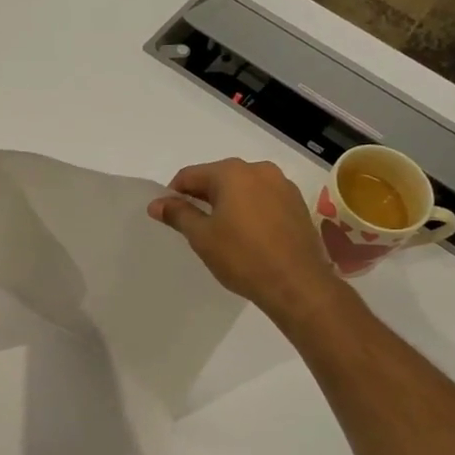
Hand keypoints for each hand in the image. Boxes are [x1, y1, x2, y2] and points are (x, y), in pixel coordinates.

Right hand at [148, 158, 356, 324]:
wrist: (298, 285)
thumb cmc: (243, 257)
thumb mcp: (202, 236)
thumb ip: (178, 214)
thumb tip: (156, 203)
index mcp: (232, 172)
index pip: (190, 175)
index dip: (174, 194)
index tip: (169, 216)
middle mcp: (259, 169)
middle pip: (218, 178)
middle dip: (202, 198)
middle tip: (194, 226)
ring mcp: (283, 185)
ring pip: (243, 188)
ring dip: (228, 204)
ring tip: (222, 233)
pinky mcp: (298, 204)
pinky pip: (264, 200)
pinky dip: (250, 210)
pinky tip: (248, 235)